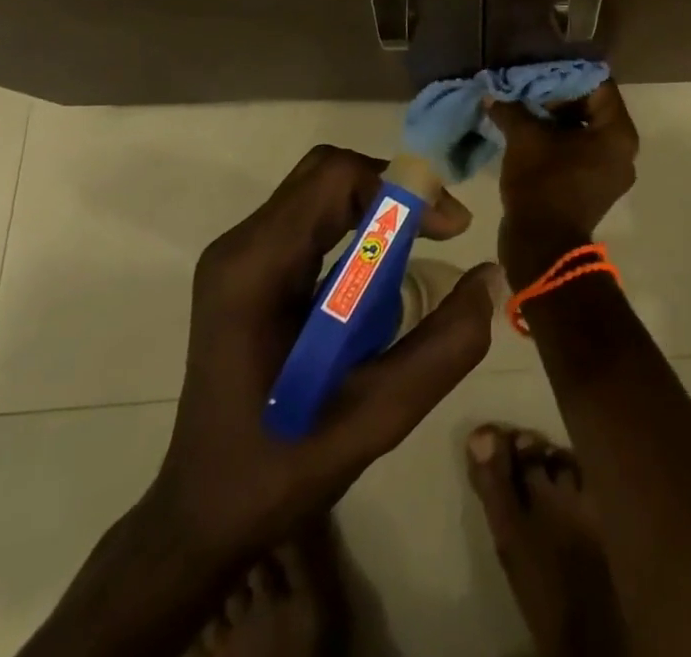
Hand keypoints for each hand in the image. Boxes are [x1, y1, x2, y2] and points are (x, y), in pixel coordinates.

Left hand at [147, 144, 498, 563]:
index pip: (335, 178)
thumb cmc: (281, 469)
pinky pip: (312, 218)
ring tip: (417, 250)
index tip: (449, 230)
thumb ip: (444, 347)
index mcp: (256, 269)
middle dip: (394, 190)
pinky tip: (378, 277)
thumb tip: (489, 276)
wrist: (201, 517)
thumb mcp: (378, 417)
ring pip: (321, 190)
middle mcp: (241, 247)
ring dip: (377, 208)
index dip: (401, 187)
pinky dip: (357, 226)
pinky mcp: (247, 271)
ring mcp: (239, 257)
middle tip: (440, 232)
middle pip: (328, 174)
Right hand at [489, 81, 638, 282]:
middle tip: (528, 86)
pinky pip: (579, 151)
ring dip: (555, 118)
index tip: (540, 68)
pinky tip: (529, 131)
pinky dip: (558, 139)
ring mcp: (610, 170)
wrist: (541, 248)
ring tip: (524, 104)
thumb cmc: (542, 186)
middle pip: (592, 106)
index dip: (568, 74)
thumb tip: (493, 94)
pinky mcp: (594, 186)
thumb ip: (513, 109)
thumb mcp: (525, 139)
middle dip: (558, 95)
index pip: (599, 85)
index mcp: (618, 133)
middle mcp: (623, 149)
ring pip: (584, 129)